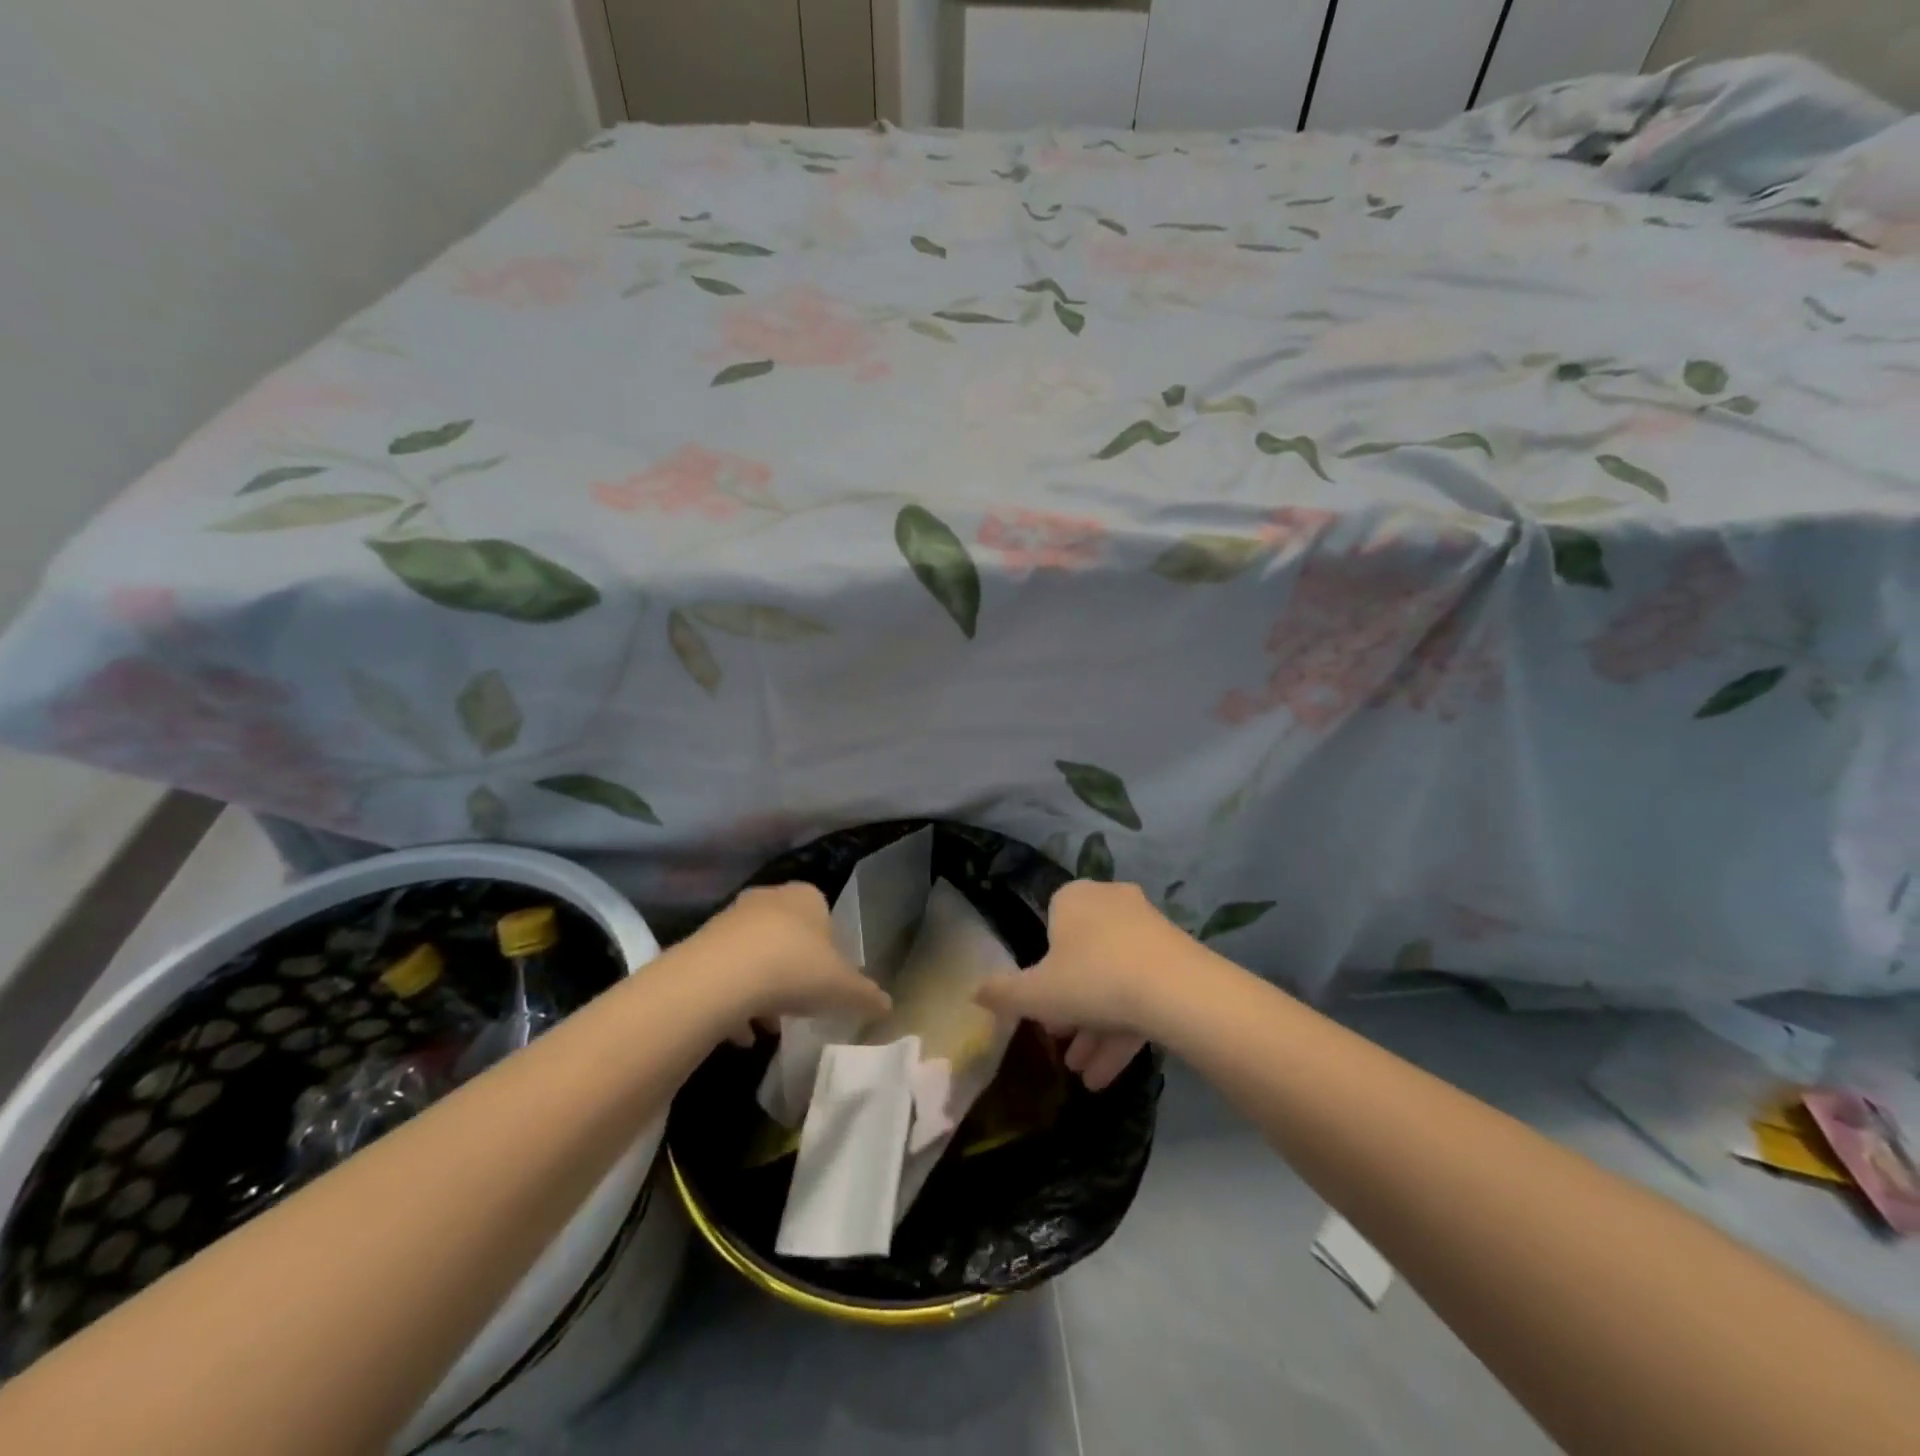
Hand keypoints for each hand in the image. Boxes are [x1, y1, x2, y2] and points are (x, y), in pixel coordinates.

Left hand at [687, 883, 890, 1041]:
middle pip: (786, 936)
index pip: (823, 916)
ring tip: (768, 1027)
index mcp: (806, 897)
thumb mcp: (843, 988)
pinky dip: (733, 1002)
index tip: (827, 983)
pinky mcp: (702, 944)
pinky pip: (724, 974)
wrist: (724, 976)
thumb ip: (866, 995)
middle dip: (792, 970)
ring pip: (754, 955)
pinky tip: (740, 1035)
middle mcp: (769, 899)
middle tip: (799, 1004)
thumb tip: (888, 1006)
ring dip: (761, 989)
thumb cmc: (796, 969)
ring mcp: (731, 919)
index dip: (827, 951)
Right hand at [975, 881, 1192, 1090]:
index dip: (1042, 972)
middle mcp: (1111, 903)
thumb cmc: (1091, 979)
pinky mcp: (1176, 959)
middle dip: (1071, 1010)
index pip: (1050, 927)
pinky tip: (1108, 1075)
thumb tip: (973, 993)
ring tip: (1084, 1075)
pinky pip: (1141, 992)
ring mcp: (1148, 930)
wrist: (1176, 990)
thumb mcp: (1035, 993)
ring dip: (1095, 1029)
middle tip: (1061, 1045)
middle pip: (1082, 960)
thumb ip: (1002, 994)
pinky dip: (1123, 1029)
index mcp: (1074, 899)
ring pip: (1113, 981)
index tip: (1041, 1009)